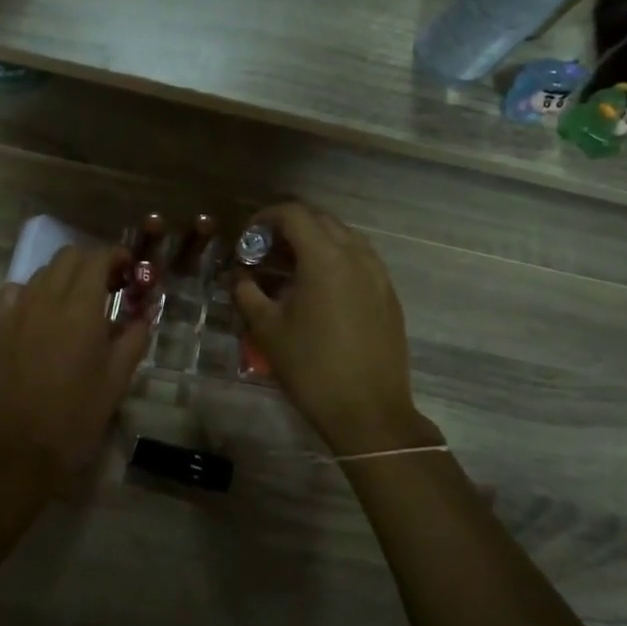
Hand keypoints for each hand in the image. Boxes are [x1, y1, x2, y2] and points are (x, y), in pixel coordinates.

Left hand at [0, 245, 149, 476]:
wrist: (21, 449)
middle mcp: (46, 298)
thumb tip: (145, 312)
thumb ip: (135, 336)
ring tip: (81, 302)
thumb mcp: (118, 378)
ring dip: (66, 275)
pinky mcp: (0, 326)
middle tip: (110, 287)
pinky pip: (17, 291)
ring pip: (43, 271)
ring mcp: (18, 310)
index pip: (98, 258)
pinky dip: (35, 290)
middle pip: (69, 256)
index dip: (117, 257)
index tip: (130, 272)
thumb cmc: (77, 415)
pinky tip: (45, 313)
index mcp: (81, 308)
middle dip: (93, 263)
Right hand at [232, 203, 436, 455]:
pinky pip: (359, 260)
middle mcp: (357, 255)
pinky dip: (334, 260)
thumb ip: (246, 292)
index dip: (264, 218)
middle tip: (263, 253)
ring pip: (343, 238)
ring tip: (288, 269)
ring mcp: (378, 274)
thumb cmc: (311, 368)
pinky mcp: (388, 295)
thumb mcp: (267, 329)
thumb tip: (238, 275)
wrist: (368, 411)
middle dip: (288, 228)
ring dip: (313, 243)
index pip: (293, 213)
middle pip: (320, 220)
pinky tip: (317, 290)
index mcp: (325, 257)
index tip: (246, 239)